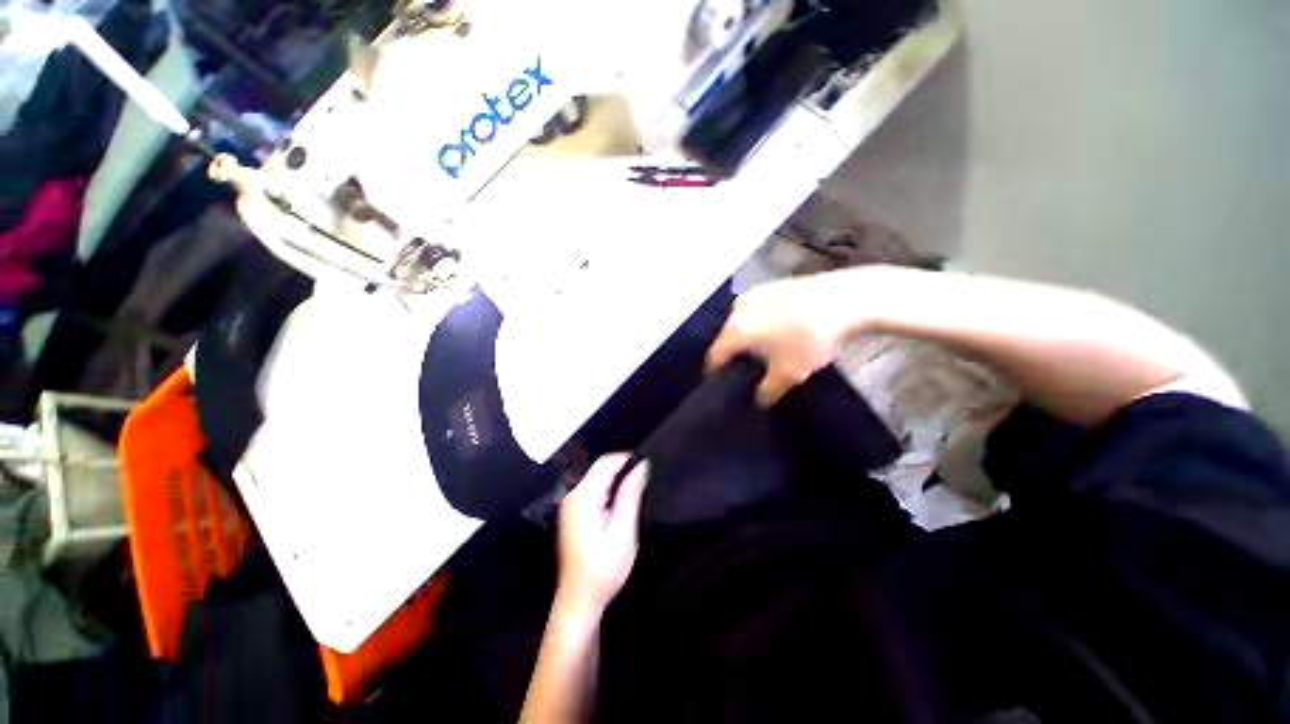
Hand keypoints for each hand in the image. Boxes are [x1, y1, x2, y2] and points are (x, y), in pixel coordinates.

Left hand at [557, 454, 648, 614]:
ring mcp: (570, 503)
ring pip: (598, 476)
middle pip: (600, 467)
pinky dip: (609, 489)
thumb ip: (630, 495)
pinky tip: (620, 504)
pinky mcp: (573, 510)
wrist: (579, 599)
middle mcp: (572, 495)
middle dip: (623, 470)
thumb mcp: (623, 532)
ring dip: (617, 480)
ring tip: (635, 494)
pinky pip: (594, 488)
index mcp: (583, 498)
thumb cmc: (603, 570)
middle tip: (643, 484)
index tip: (647, 467)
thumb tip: (641, 467)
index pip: (606, 463)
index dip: (628, 459)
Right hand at [707, 274, 852, 406]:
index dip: (714, 371)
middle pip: (726, 336)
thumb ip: (768, 390)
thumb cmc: (809, 339)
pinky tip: (777, 327)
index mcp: (735, 331)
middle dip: (733, 352)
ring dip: (747, 335)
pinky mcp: (770, 284)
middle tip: (745, 367)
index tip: (718, 381)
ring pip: (741, 321)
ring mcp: (753, 293)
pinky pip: (756, 308)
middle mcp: (736, 309)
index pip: (714, 355)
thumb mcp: (789, 373)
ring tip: (762, 347)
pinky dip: (760, 320)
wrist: (844, 299)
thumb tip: (759, 400)